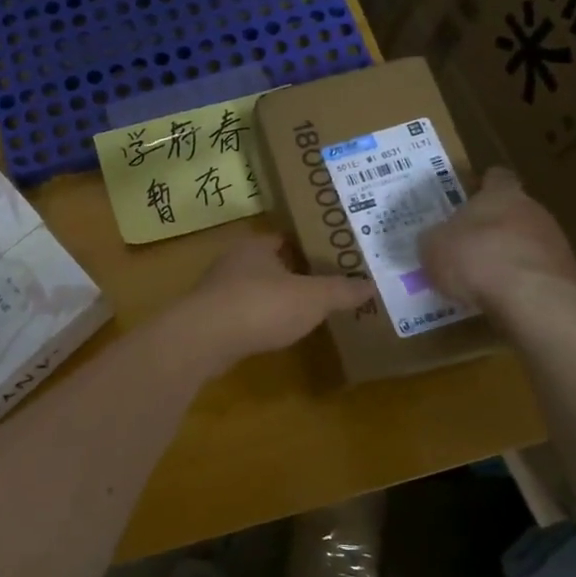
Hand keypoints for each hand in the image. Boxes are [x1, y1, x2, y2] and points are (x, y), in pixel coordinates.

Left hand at [163, 234, 369, 374]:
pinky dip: (259, 318)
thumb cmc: (261, 306)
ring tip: (303, 309)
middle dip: (292, 272)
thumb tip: (370, 285)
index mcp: (255, 245)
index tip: (332, 256)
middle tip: (324, 284)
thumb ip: (341, 291)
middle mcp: (233, 261)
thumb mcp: (312, 298)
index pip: (285, 237)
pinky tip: (274, 331)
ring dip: (274, 297)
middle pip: (269, 262)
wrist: (205, 339)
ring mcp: (218, 289)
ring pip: (254, 287)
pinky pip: (243, 312)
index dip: (309, 245)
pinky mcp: (211, 317)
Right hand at [417, 168, 575, 318]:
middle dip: (494, 226)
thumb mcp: (433, 247)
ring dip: (510, 254)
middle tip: (469, 245)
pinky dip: (523, 280)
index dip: (484, 187)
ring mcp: (556, 242)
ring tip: (486, 278)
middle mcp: (533, 210)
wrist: (530, 299)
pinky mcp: (567, 273)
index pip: (497, 178)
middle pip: (514, 210)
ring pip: (529, 241)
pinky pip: (538, 271)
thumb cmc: (474, 259)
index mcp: (501, 195)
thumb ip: (435, 238)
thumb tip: (436, 239)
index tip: (471, 198)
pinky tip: (505, 297)